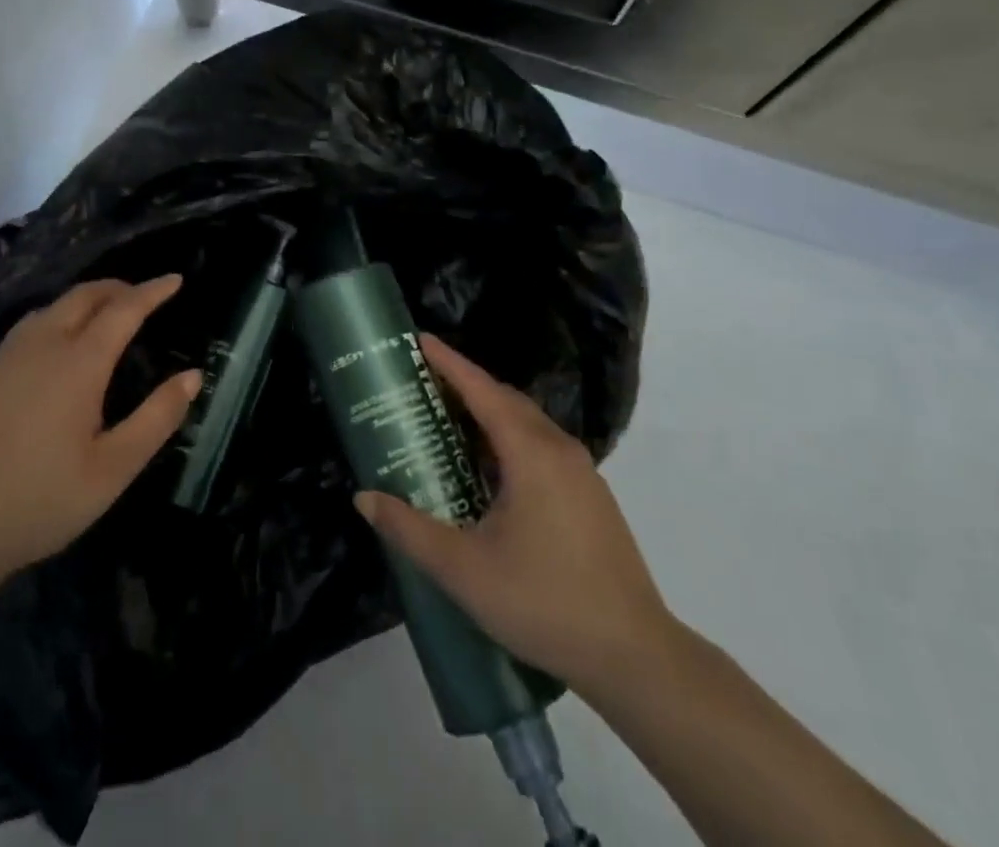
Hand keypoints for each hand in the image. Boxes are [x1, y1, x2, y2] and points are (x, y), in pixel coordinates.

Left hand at [0, 276, 197, 596]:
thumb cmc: (39, 502)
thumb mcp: (112, 470)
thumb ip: (157, 418)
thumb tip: (193, 376)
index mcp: (78, 363)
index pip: (124, 309)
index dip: (153, 291)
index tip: (175, 279)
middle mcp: (39, 345)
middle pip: (83, 295)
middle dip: (117, 288)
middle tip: (141, 296)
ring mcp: (1, 357)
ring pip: (49, 309)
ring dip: (82, 303)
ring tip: (101, 318)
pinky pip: (22, 332)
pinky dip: (51, 324)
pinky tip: (50, 353)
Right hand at [355, 334, 674, 692]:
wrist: (635, 657)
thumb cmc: (544, 602)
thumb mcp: (464, 570)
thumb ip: (409, 530)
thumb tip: (364, 498)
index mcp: (531, 453)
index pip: (482, 389)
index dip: (449, 363)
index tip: (419, 341)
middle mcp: (559, 449)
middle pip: (505, 400)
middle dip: (464, 385)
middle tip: (422, 386)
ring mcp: (582, 473)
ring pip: (526, 425)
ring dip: (487, 415)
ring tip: (447, 424)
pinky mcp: (591, 497)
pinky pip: (541, 448)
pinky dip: (508, 440)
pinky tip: (488, 473)